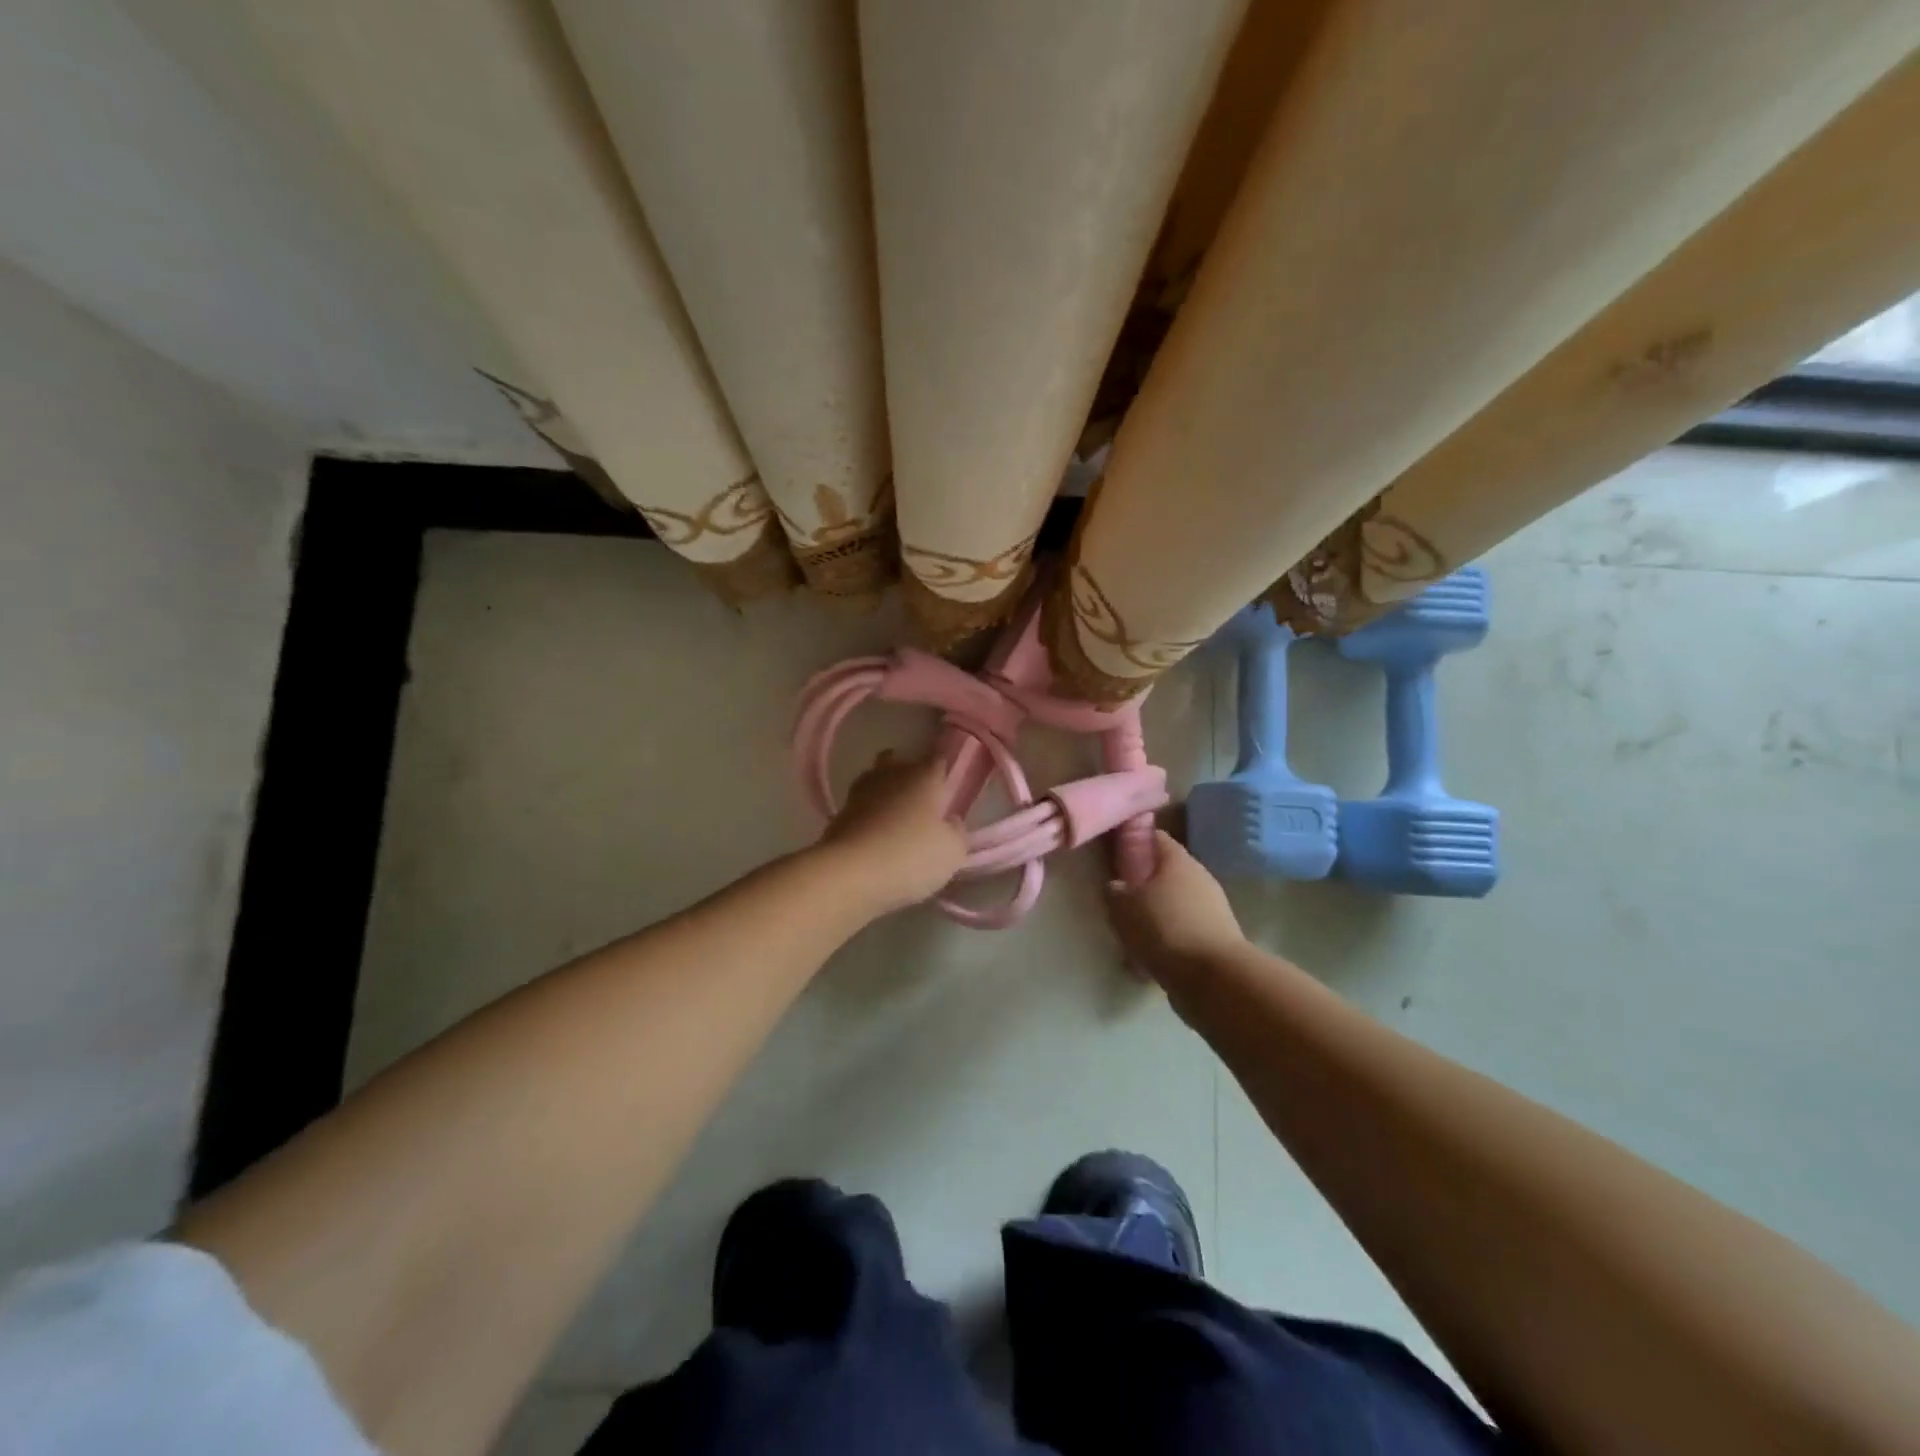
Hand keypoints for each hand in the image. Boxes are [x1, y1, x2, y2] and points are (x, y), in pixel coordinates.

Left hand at [817, 751, 968, 915]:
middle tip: (920, 803)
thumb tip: (950, 822)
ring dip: (884, 796)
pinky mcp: (837, 815)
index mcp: (923, 776)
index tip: (949, 790)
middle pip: (899, 762)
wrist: (848, 875)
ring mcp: (860, 793)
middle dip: (908, 776)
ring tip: (896, 822)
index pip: (938, 761)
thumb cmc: (910, 857)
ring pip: (875, 783)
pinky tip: (875, 838)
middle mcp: (890, 775)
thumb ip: (956, 833)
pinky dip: (867, 818)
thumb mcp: (952, 853)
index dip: (944, 774)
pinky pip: (860, 809)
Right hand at [1105, 830, 1245, 990]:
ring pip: (1174, 903)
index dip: (1132, 841)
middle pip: (1165, 872)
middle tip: (1119, 900)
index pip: (1154, 836)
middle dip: (1142, 884)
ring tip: (1131, 936)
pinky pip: (1183, 931)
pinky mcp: (1217, 937)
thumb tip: (1116, 886)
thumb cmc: (1164, 929)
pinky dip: (1167, 940)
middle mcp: (1199, 876)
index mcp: (1177, 859)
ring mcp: (1212, 907)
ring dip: (1154, 915)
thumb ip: (1115, 891)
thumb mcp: (1123, 906)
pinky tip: (1149, 959)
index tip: (1113, 854)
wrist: (1215, 978)